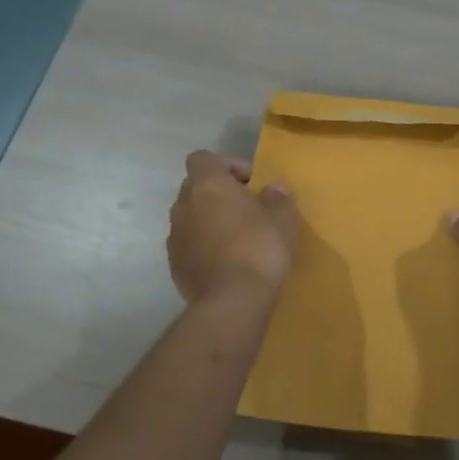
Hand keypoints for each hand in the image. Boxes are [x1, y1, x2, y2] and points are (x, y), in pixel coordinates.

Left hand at [166, 152, 299, 302]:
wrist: (233, 300)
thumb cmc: (261, 248)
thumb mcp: (284, 218)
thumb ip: (278, 197)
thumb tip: (273, 188)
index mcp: (207, 185)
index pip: (203, 158)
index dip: (227, 165)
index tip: (251, 182)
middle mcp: (183, 205)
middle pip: (195, 187)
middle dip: (219, 193)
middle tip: (247, 208)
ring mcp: (174, 237)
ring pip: (190, 217)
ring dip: (210, 220)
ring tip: (237, 237)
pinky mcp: (174, 265)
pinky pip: (189, 244)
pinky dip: (203, 246)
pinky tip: (227, 261)